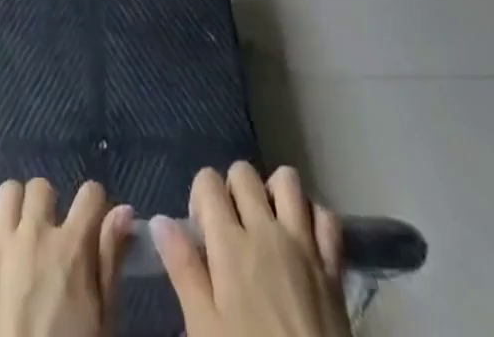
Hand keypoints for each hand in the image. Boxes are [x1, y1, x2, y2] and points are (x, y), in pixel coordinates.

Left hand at [0, 178, 134, 336]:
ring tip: (16, 238)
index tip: (89, 223)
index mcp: (72, 250)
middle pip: (42, 188)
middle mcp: (34, 235)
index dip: (93, 206)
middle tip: (46, 239)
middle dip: (48, 208)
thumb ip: (110, 262)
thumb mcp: (101, 323)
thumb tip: (123, 211)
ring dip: (15, 210)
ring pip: (8, 192)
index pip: (90, 194)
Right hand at [150, 163, 348, 336]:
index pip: (207, 181)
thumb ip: (182, 269)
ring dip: (274, 193)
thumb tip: (160, 220)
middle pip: (243, 172)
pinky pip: (326, 216)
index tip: (201, 233)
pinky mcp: (333, 266)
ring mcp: (304, 244)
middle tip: (231, 231)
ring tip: (267, 226)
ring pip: (287, 180)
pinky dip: (313, 217)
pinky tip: (303, 240)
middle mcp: (266, 229)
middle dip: (232, 190)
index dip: (200, 199)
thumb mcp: (204, 330)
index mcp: (230, 243)